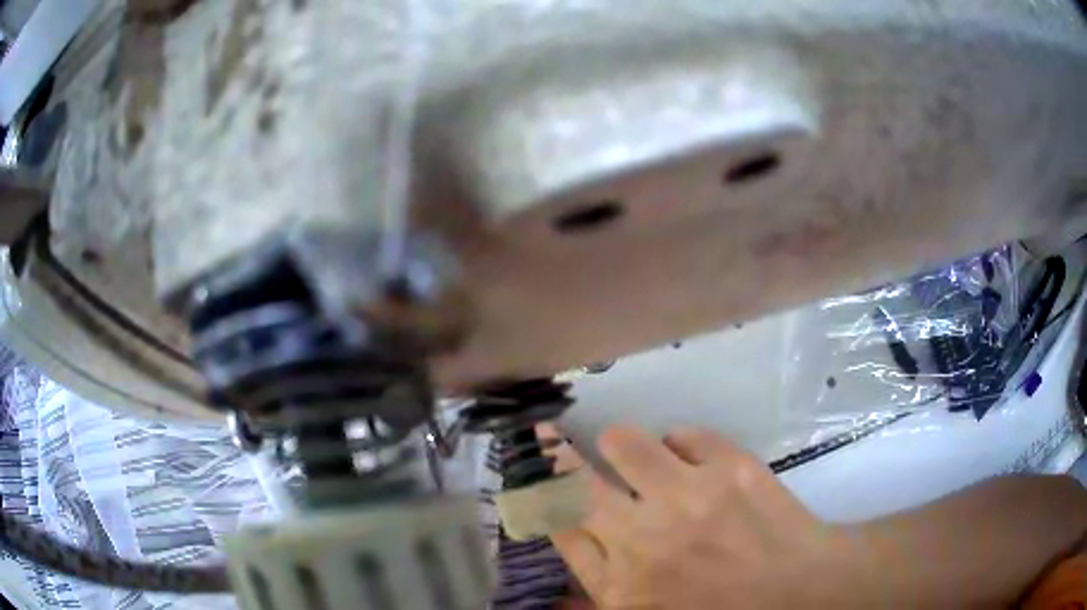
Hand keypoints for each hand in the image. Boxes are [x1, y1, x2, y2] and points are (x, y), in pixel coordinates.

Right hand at [551, 427, 859, 608]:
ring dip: (621, 446)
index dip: (536, 494)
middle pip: (572, 481)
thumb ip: (597, 607)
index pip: (556, 528)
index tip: (530, 472)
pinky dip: (680, 443)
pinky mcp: (731, 467)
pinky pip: (685, 434)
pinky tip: (691, 460)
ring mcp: (689, 497)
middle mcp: (643, 538)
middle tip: (546, 435)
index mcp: (621, 584)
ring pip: (624, 442)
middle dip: (551, 454)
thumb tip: (553, 599)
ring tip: (630, 452)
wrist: (803, 591)